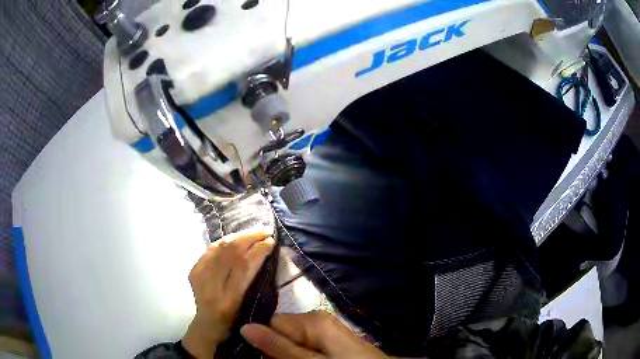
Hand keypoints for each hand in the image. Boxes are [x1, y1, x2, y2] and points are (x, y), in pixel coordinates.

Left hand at [182, 227, 274, 357]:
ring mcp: (199, 276)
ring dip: (239, 236)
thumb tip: (266, 252)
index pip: (244, 266)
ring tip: (254, 232)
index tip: (271, 241)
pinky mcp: (194, 270)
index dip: (258, 250)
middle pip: (230, 252)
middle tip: (265, 231)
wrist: (208, 325)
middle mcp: (211, 286)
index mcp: (229, 299)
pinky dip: (226, 241)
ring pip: (220, 246)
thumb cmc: (236, 320)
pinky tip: (236, 239)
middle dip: (250, 237)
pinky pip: (211, 249)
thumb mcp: (250, 306)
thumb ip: (256, 281)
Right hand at [240, 311, 388, 358]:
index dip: (265, 342)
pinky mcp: (330, 341)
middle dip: (277, 350)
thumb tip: (246, 327)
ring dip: (288, 356)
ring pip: (292, 342)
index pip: (271, 323)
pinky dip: (301, 356)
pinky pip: (305, 347)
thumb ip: (279, 347)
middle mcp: (317, 320)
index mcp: (312, 320)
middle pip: (281, 332)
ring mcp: (325, 330)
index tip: (265, 358)